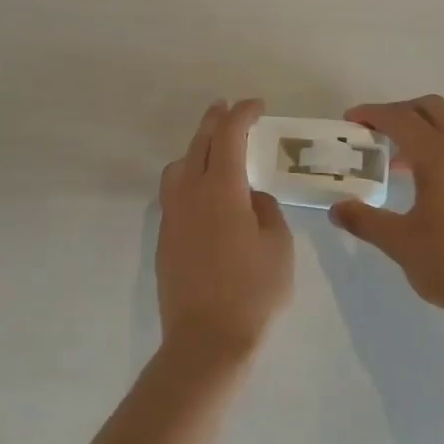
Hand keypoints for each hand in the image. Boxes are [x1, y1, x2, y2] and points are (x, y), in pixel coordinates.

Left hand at [157, 99, 293, 357]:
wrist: (206, 339)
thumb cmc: (253, 291)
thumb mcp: (278, 246)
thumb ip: (266, 211)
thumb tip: (250, 199)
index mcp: (221, 189)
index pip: (229, 136)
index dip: (242, 114)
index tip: (256, 105)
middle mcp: (190, 194)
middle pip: (199, 144)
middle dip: (215, 121)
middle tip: (228, 108)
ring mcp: (172, 216)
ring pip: (179, 167)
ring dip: (197, 149)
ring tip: (214, 151)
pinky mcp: (165, 238)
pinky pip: (174, 192)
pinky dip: (189, 177)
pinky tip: (205, 193)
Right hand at [330, 95, 443, 322]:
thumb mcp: (400, 243)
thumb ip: (365, 221)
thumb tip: (337, 209)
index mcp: (441, 156)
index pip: (400, 119)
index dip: (372, 114)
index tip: (351, 121)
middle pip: (432, 109)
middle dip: (401, 113)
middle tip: (376, 134)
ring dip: (424, 134)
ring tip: (401, 165)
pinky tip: (433, 188)